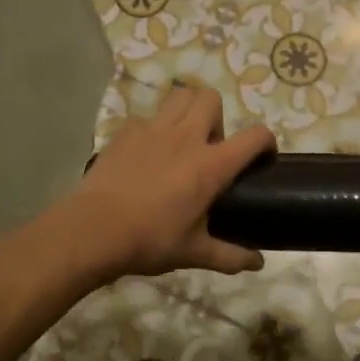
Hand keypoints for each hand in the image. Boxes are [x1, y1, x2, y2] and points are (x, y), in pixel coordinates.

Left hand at [68, 86, 274, 280]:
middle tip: (210, 150)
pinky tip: (146, 156)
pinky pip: (147, 118)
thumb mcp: (194, 253)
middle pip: (211, 99)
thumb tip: (258, 264)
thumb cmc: (150, 240)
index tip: (263, 157)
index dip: (266, 141)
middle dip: (218, 118)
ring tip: (182, 143)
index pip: (254, 137)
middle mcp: (186, 137)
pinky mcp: (125, 132)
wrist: (93, 230)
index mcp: (211, 165)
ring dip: (188, 112)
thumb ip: (230, 256)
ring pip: (180, 97)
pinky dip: (153, 130)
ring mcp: (152, 130)